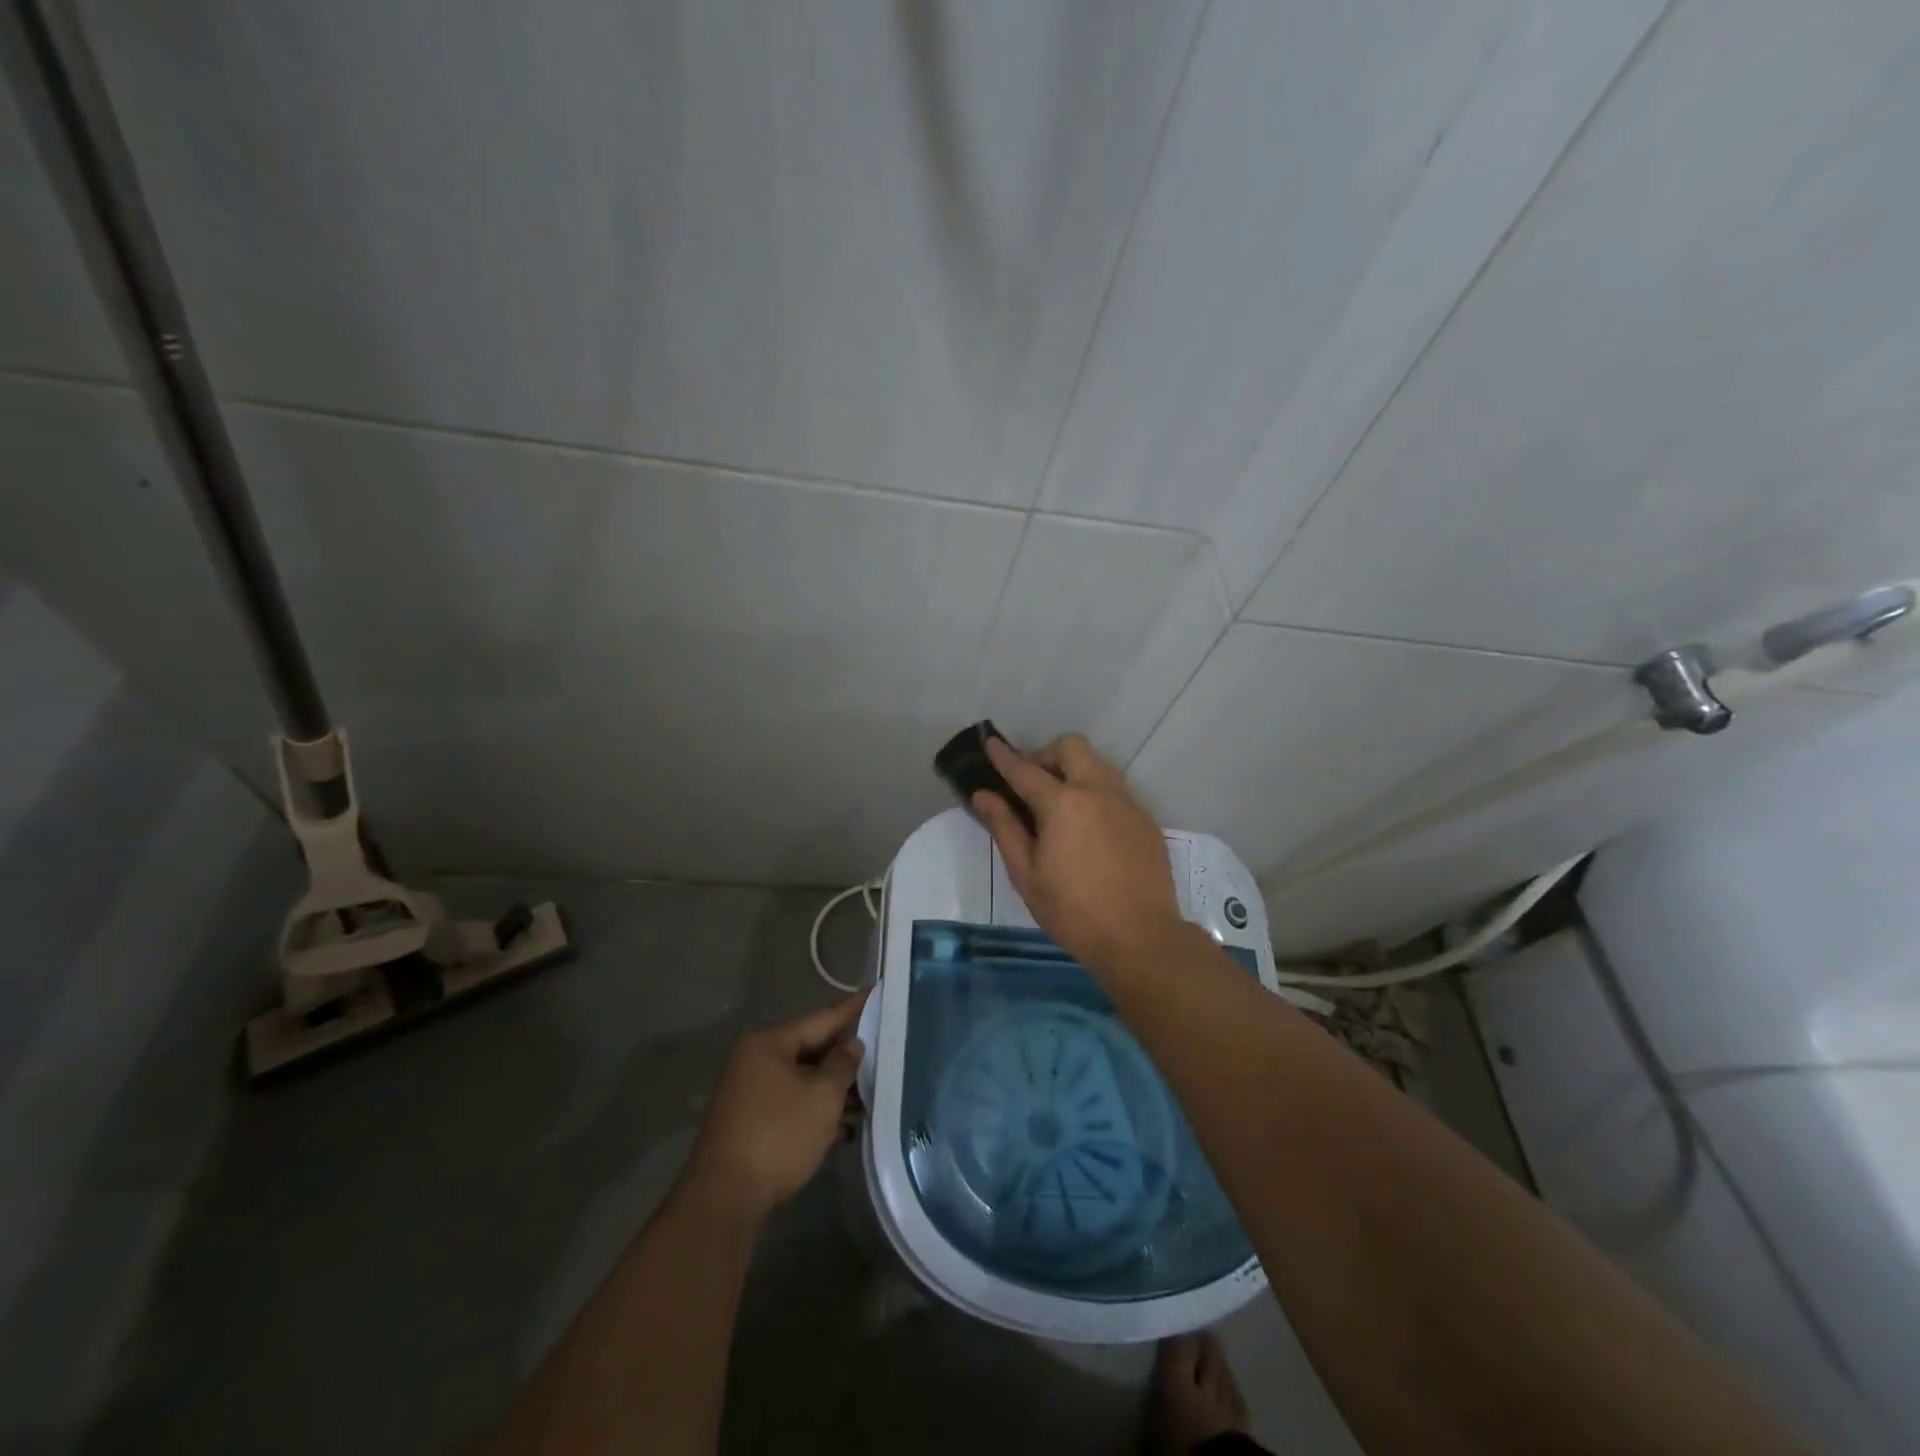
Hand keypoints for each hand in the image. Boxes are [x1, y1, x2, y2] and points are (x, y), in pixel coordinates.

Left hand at [682, 992, 866, 1223]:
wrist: (725, 1200)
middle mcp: (755, 1061)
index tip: (875, 992)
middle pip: (810, 1049)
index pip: (821, 1018)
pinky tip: (844, 1128)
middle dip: (844, 1056)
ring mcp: (750, 1094)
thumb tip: (851, 1045)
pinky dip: (816, 1111)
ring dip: (833, 1088)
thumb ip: (843, 1065)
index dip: (852, 1008)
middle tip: (881, 1048)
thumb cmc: (779, 1135)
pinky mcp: (750, 1124)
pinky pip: (792, 1105)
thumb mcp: (822, 1096)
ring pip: (802, 1080)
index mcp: (769, 1044)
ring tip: (870, 1095)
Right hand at [971, 733, 1187, 972]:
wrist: (1140, 938)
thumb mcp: (1027, 875)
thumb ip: (1004, 828)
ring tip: (1060, 805)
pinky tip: (1089, 829)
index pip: (1025, 770)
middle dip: (1046, 755)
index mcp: (1063, 803)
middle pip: (1071, 747)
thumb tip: (984, 796)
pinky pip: (1116, 790)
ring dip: (1074, 770)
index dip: (1004, 756)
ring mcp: (1127, 803)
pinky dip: (1095, 794)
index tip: (991, 743)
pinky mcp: (1145, 820)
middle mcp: (1098, 791)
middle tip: (1032, 784)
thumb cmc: (1073, 911)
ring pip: (1098, 764)